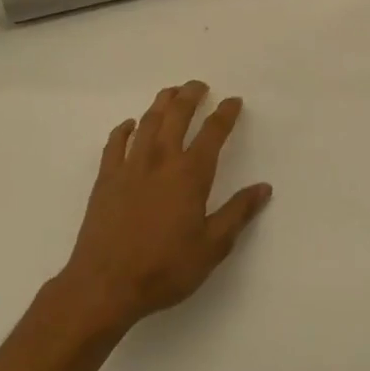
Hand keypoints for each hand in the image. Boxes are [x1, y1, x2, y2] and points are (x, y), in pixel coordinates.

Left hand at [57, 82, 270, 334]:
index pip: (212, 133)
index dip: (225, 113)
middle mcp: (161, 160)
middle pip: (177, 115)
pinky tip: (129, 125)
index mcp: (190, 174)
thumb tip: (264, 188)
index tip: (233, 101)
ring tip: (170, 93)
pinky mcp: (106, 179)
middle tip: (199, 85)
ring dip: (161, 103)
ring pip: (148, 122)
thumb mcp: (212, 247)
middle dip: (190, 96)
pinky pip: (115, 143)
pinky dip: (124, 129)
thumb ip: (238, 213)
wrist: (105, 285)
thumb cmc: (165, 268)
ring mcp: (130, 166)